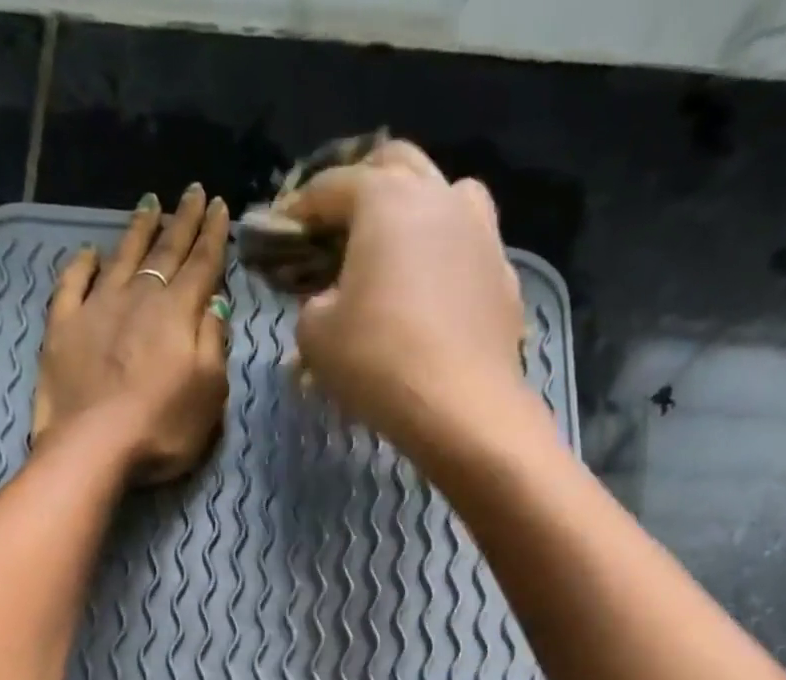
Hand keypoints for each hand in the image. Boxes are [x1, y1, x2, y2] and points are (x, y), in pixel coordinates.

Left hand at [31, 184, 232, 484]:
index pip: (202, 265)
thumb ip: (214, 344)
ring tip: (150, 204)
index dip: (214, 236)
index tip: (221, 206)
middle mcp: (139, 298)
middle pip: (165, 252)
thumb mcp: (209, 393)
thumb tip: (214, 304)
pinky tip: (89, 253)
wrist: (93, 446)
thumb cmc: (162, 428)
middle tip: (193, 191)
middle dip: (182, 221)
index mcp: (178, 313)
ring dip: (138, 230)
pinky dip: (82, 264)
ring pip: (122, 257)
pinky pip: (73, 283)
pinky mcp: (62, 326)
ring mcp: (96, 308)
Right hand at [280, 141, 531, 455]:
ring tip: (398, 245)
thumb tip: (325, 300)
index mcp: (385, 200)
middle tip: (340, 225)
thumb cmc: (378, 362)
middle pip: (395, 164)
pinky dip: (446, 256)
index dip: (299, 208)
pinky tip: (434, 292)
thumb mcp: (315, 337)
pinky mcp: (504, 275)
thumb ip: (310, 304)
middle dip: (361, 186)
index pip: (330, 186)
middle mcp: (438, 197)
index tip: (281, 232)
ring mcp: (481, 232)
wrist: (462, 408)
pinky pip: (470, 247)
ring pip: (446, 193)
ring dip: (416, 207)